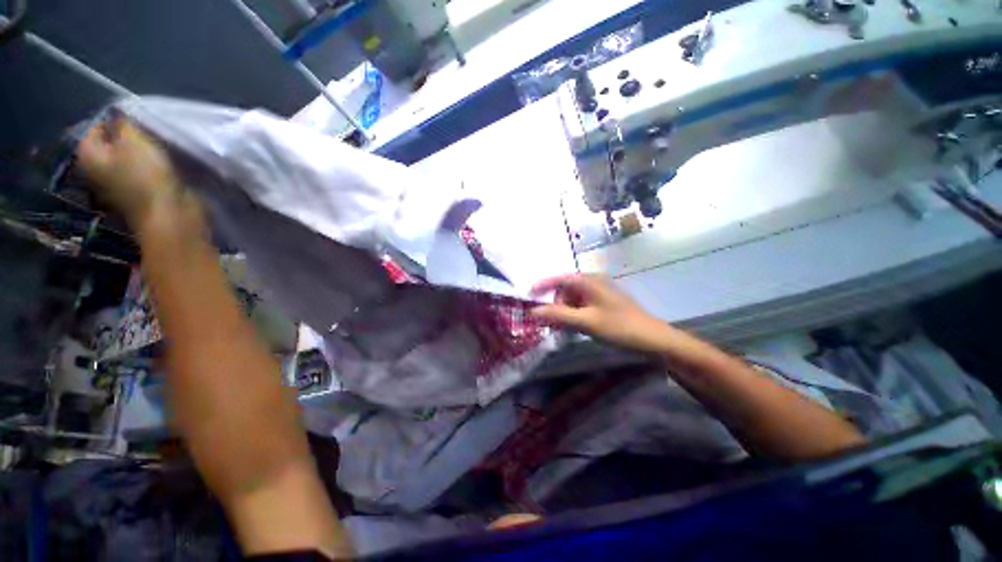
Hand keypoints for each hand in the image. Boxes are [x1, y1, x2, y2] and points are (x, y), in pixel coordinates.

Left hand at [75, 114, 193, 229]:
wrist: (169, 213)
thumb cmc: (146, 175)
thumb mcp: (134, 139)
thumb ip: (123, 122)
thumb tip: (119, 115)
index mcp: (88, 155)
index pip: (95, 128)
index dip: (114, 121)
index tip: (136, 121)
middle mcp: (96, 171)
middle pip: (110, 145)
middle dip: (127, 138)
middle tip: (147, 134)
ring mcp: (116, 186)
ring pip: (125, 160)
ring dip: (139, 154)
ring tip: (157, 148)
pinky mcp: (137, 195)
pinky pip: (139, 173)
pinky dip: (149, 167)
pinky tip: (162, 166)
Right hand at [530, 274, 669, 352]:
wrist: (653, 339)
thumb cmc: (619, 327)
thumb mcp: (586, 321)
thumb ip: (558, 315)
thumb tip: (533, 311)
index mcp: (589, 281)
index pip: (559, 279)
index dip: (542, 286)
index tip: (528, 295)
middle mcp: (594, 281)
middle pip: (565, 289)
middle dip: (557, 304)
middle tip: (555, 323)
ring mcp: (601, 292)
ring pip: (574, 298)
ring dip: (566, 311)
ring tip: (568, 328)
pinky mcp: (605, 302)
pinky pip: (583, 304)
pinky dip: (576, 313)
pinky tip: (579, 326)